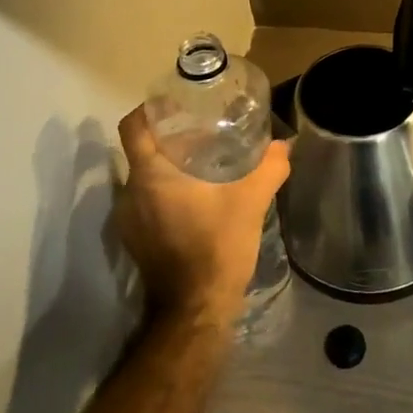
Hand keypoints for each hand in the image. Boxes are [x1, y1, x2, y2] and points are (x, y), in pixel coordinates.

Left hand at [114, 106, 290, 328]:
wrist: (196, 307)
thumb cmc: (217, 245)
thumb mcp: (252, 200)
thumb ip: (270, 166)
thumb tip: (283, 144)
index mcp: (151, 175)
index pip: (134, 126)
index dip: (150, 110)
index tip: (176, 104)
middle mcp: (131, 192)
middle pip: (142, 150)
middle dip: (169, 137)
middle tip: (202, 130)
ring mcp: (128, 220)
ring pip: (144, 178)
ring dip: (168, 167)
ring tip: (202, 162)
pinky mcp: (135, 240)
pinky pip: (146, 202)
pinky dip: (166, 192)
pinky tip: (196, 198)